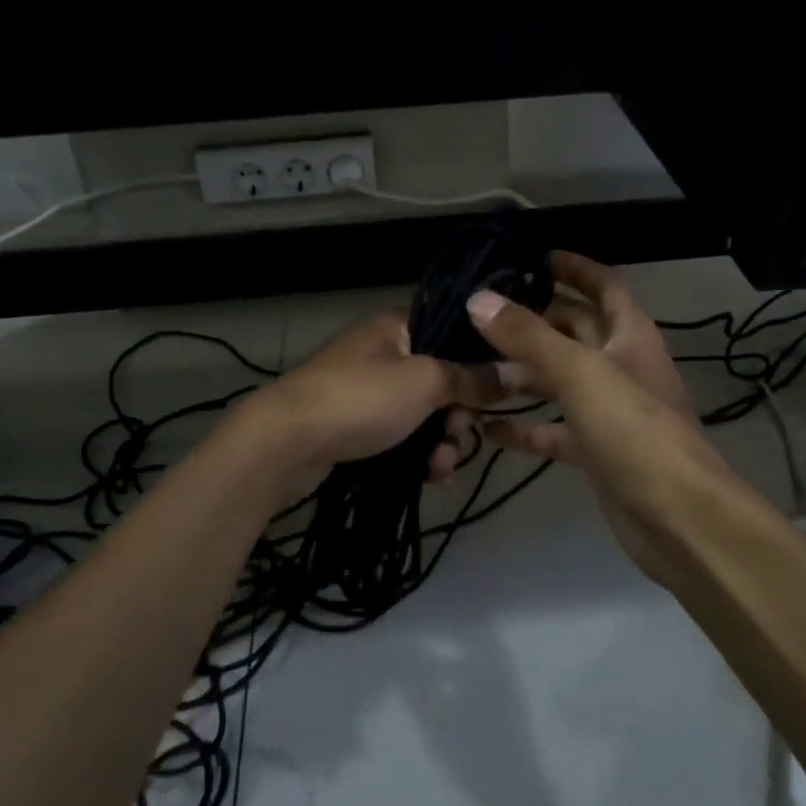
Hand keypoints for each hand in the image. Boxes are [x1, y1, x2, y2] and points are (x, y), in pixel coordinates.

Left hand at [234, 311, 502, 499]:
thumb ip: (473, 379)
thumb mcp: (424, 383)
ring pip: (426, 415)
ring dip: (443, 442)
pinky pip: (403, 438)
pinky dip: (419, 456)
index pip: (454, 331)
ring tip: (439, 466)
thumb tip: (520, 371)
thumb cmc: (360, 399)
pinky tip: (429, 478)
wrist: (285, 443)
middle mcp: (385, 354)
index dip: (482, 359)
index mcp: (398, 327)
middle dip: (460, 414)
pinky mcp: (358, 427)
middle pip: (444, 379)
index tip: (503, 389)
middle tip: (460, 435)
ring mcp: (369, 392)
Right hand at [469, 252, 750, 573]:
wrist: (678, 518)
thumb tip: (478, 299)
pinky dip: (524, 427)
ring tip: (472, 364)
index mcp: (630, 336)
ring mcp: (608, 412)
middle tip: (483, 312)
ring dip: (521, 374)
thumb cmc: (635, 431)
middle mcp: (620, 367)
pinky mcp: (595, 452)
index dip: (575, 268)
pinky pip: (553, 431)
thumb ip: (528, 337)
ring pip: (559, 382)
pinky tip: (486, 426)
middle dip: (535, 319)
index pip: (604, 287)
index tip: (535, 257)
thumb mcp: (580, 374)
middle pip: (575, 332)